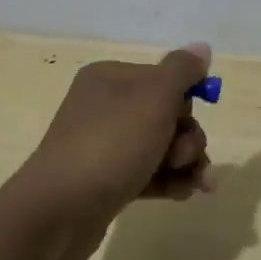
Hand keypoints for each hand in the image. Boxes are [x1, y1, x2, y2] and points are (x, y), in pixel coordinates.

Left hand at [6, 44, 214, 259]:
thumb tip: (201, 47)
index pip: (164, 78)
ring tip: (193, 183)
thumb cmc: (111, 144)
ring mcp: (104, 145)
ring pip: (162, 146)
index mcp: (111, 78)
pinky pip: (148, 172)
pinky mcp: (107, 180)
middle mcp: (106, 106)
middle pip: (167, 114)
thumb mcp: (154, 97)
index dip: (186, 100)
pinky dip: (169, 180)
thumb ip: (182, 70)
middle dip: (187, 137)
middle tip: (184, 157)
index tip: (189, 119)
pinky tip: (185, 193)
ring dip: (185, 162)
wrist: (59, 212)